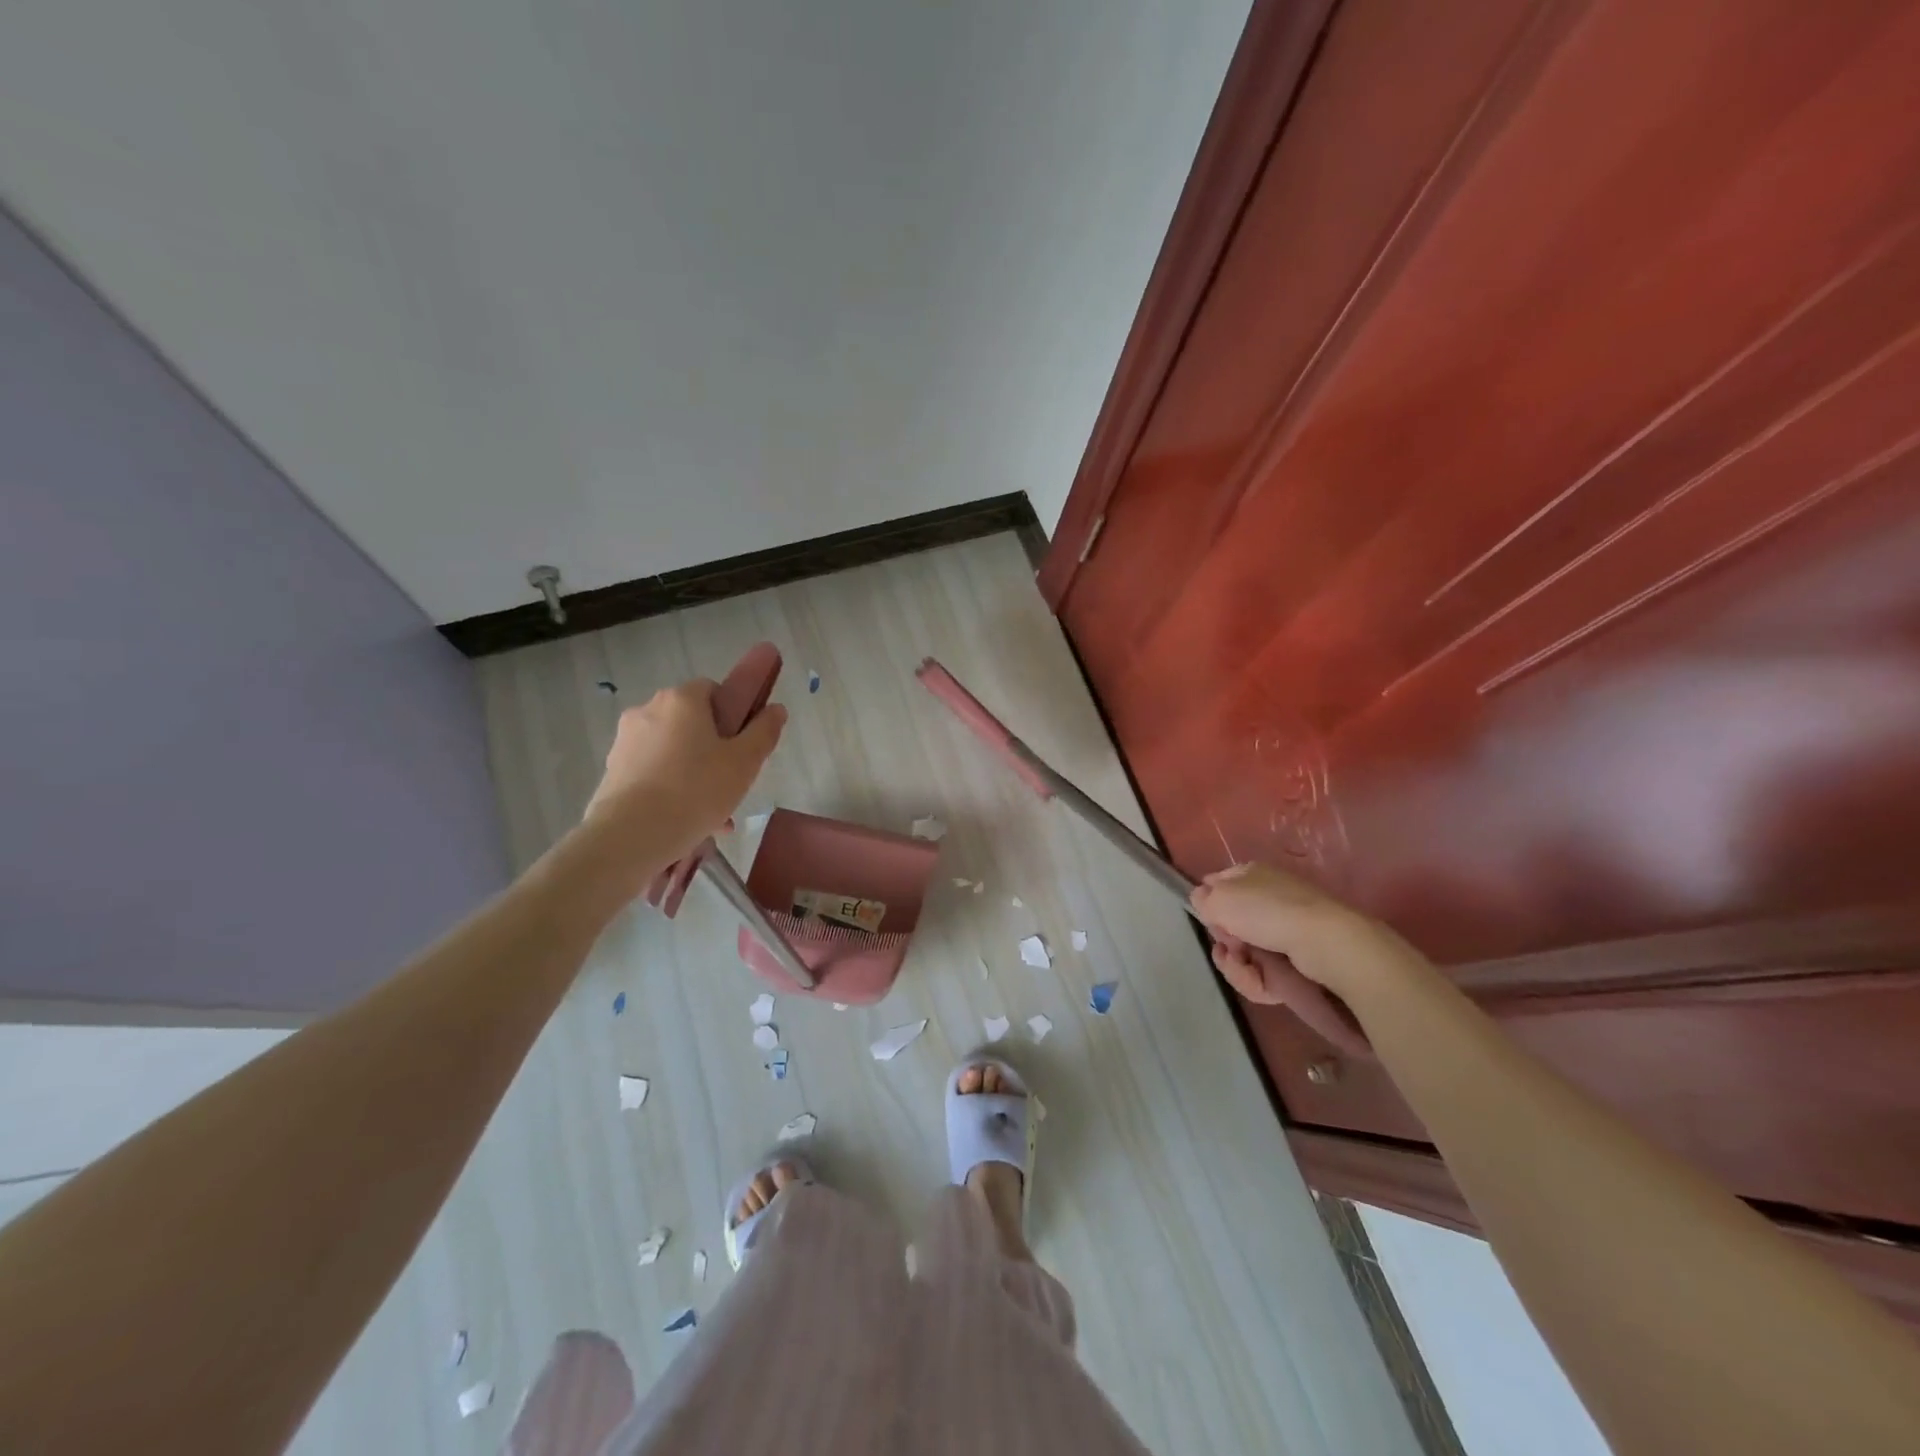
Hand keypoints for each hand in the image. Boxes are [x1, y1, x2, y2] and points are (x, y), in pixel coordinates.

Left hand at [584, 679, 786, 864]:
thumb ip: (764, 732)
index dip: (732, 713)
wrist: (630, 835)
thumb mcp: (744, 762)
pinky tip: (686, 821)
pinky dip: (670, 787)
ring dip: (692, 771)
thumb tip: (776, 708)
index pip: (712, 689)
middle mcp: (648, 710)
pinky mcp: (612, 770)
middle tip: (730, 781)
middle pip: (690, 721)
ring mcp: (625, 740)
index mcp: (681, 700)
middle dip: (712, 747)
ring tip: (711, 812)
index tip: (741, 744)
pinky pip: (652, 772)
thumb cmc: (696, 790)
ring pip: (671, 750)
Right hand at [1188, 861, 1418, 1009]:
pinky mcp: (1296, 963)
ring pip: (1244, 954)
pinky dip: (1257, 981)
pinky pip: (1263, 975)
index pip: (1218, 885)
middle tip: (1229, 945)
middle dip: (1224, 941)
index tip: (1207, 917)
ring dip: (1237, 966)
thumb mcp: (1220, 897)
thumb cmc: (1267, 911)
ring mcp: (1283, 933)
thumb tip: (1202, 899)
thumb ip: (1202, 898)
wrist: (1323, 943)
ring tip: (1245, 967)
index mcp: (1251, 876)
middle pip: (1229, 925)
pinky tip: (1261, 981)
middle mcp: (1268, 900)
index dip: (1208, 902)